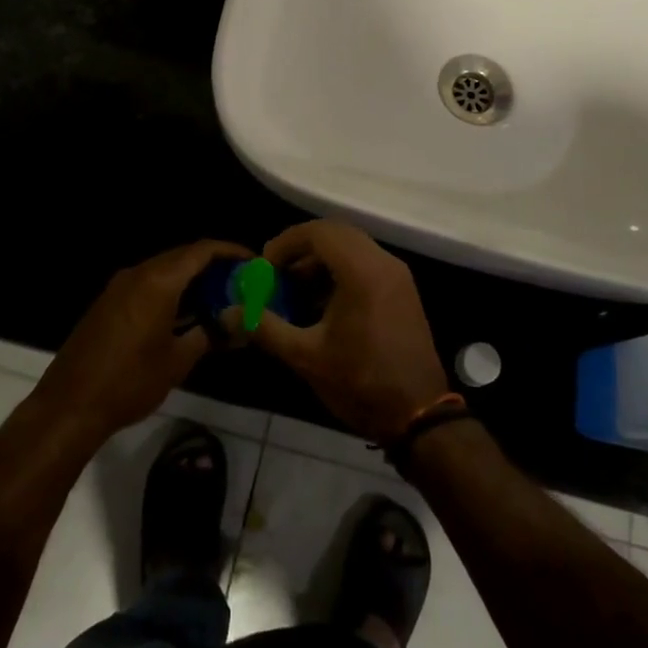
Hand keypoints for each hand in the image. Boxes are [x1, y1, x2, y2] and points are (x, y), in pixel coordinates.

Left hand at [34, 240, 247, 449]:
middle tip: (238, 281)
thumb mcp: (177, 361)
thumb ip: (209, 335)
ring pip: (164, 270)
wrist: (69, 406)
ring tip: (217, 297)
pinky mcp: (108, 303)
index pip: (202, 250)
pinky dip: (170, 290)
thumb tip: (238, 325)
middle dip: (212, 265)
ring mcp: (119, 287)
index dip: (230, 251)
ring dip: (190, 278)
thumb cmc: (129, 382)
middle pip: (182, 256)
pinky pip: (147, 284)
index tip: (252, 261)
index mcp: (158, 281)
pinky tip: (184, 313)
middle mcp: (138, 274)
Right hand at [247, 220, 449, 441]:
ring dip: (320, 261)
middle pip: (336, 234)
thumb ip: (265, 328)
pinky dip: (341, 272)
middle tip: (275, 274)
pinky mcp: (403, 290)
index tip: (264, 267)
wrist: (418, 414)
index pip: (318, 232)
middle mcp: (383, 262)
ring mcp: (397, 275)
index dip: (286, 243)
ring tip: (294, 292)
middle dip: (301, 249)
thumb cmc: (360, 382)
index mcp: (362, 271)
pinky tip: (321, 305)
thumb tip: (229, 313)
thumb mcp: (306, 357)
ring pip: (352, 248)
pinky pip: (366, 264)